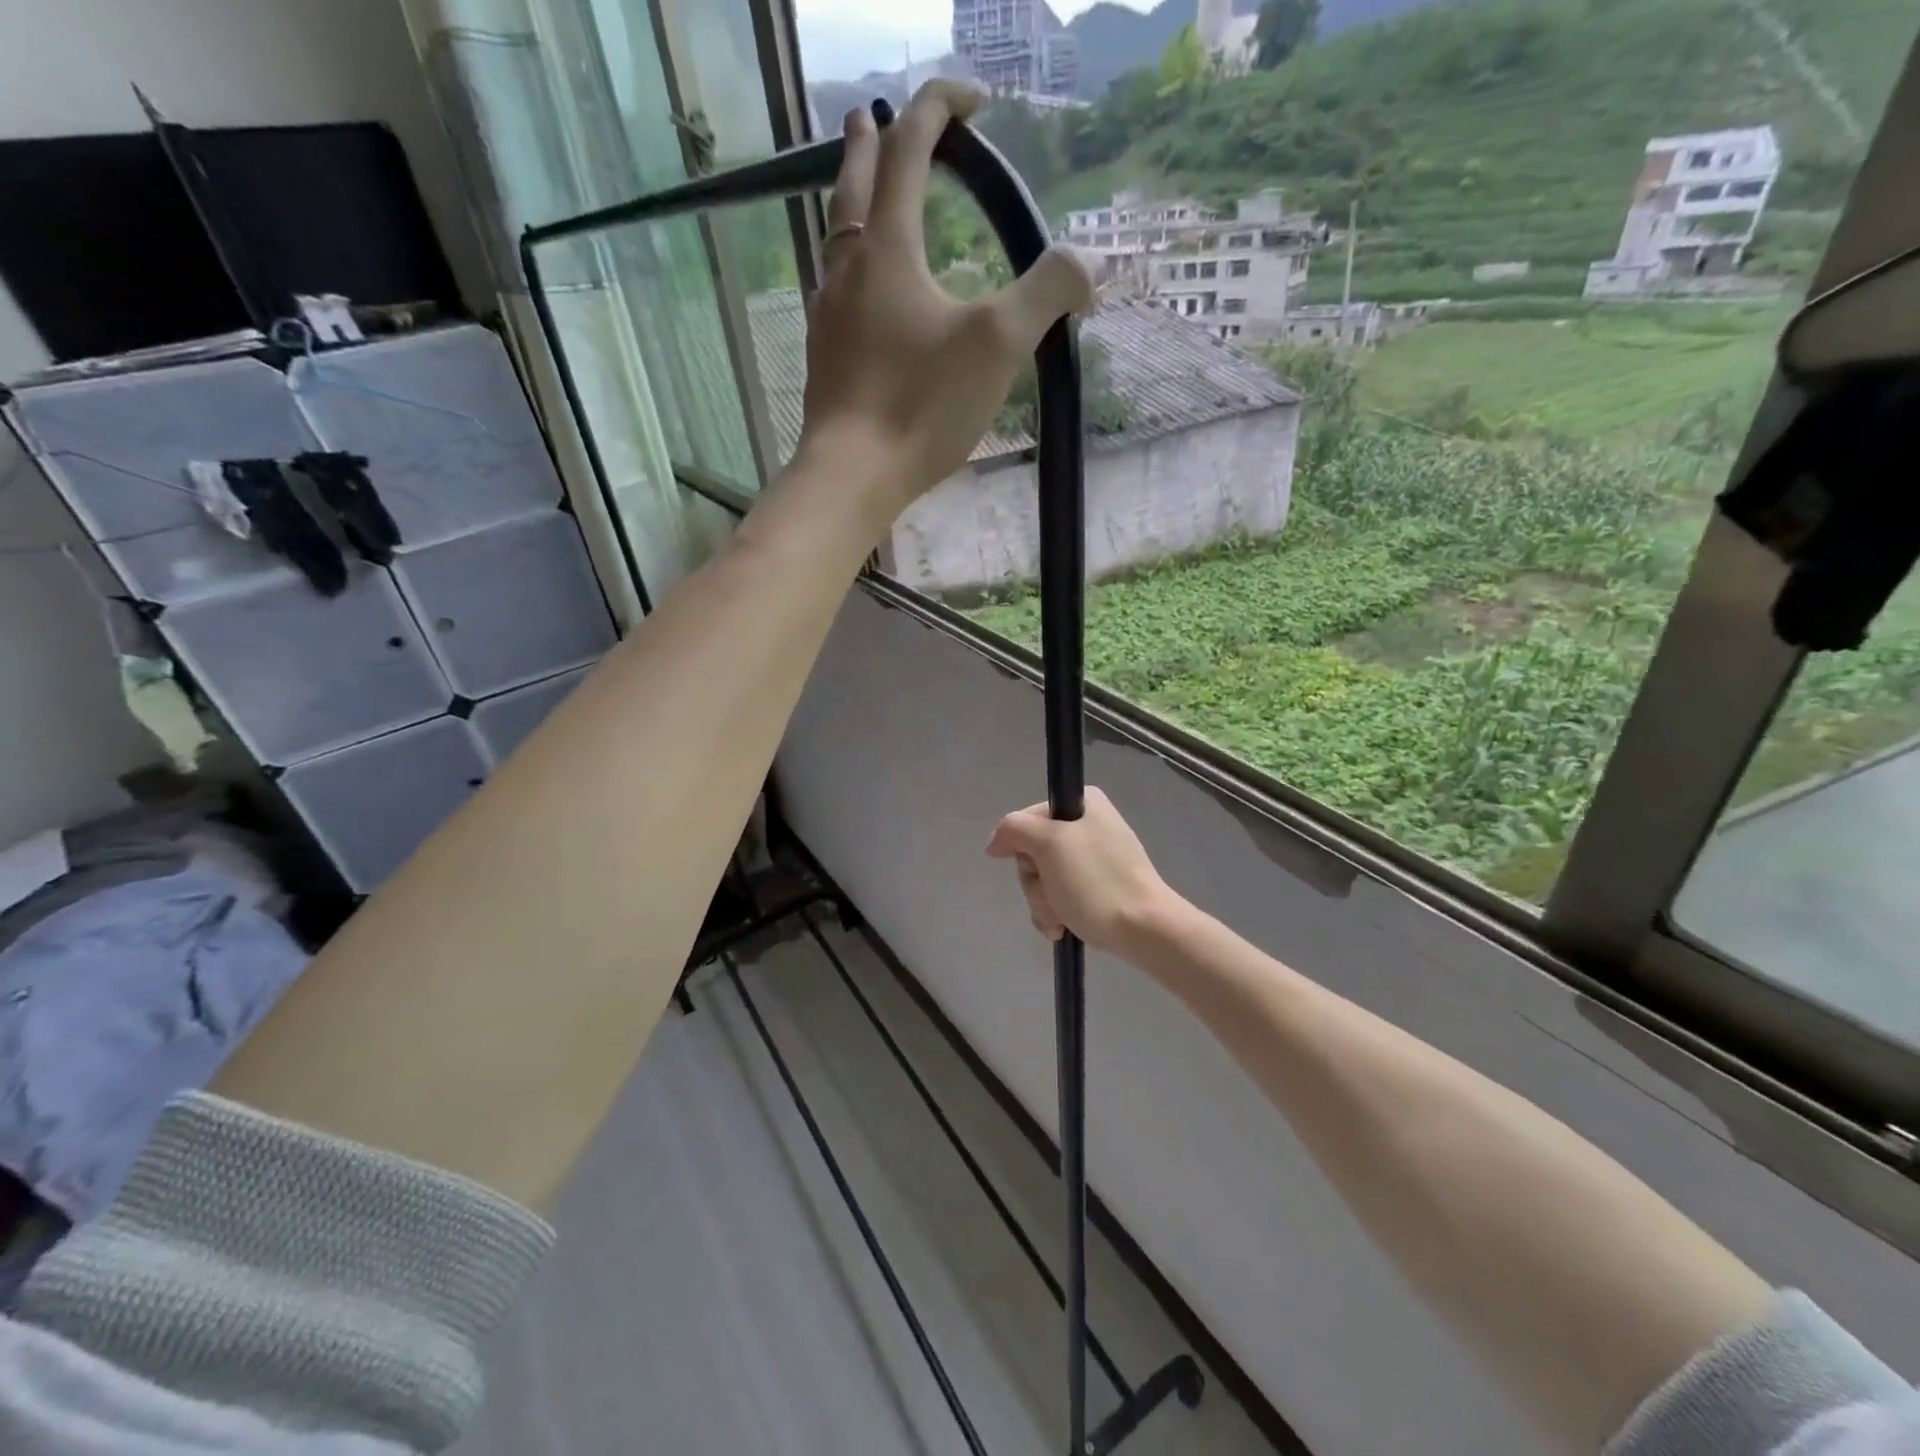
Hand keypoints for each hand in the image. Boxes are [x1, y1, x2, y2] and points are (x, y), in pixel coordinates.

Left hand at [796, 80, 1094, 521]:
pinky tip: (860, 293)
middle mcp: (848, 269)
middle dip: (871, 143)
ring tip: (864, 197)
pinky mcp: (824, 358)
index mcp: (887, 249)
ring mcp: (828, 315)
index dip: (940, 109)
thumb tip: (1091, 260)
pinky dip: (849, 267)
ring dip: (851, 203)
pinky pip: (834, 291)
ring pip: (836, 239)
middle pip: (854, 185)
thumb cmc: (921, 405)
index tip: (974, 99)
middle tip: (873, 117)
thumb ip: (1047, 293)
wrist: (853, 475)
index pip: (909, 149)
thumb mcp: (998, 345)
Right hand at [986, 788, 1179, 957]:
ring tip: (1062, 919)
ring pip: (1044, 878)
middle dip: (1036, 881)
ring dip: (1044, 902)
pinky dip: (1056, 913)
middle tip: (1053, 895)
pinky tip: (1064, 929)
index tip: (1033, 865)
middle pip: (1034, 852)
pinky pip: (1061, 896)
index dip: (1022, 846)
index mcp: (1084, 804)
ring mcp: (1095, 859)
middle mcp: (1090, 825)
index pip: (1027, 819)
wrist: (1145, 930)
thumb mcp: (1049, 843)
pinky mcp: (1099, 888)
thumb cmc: (1096, 881)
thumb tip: (995, 842)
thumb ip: (1014, 830)